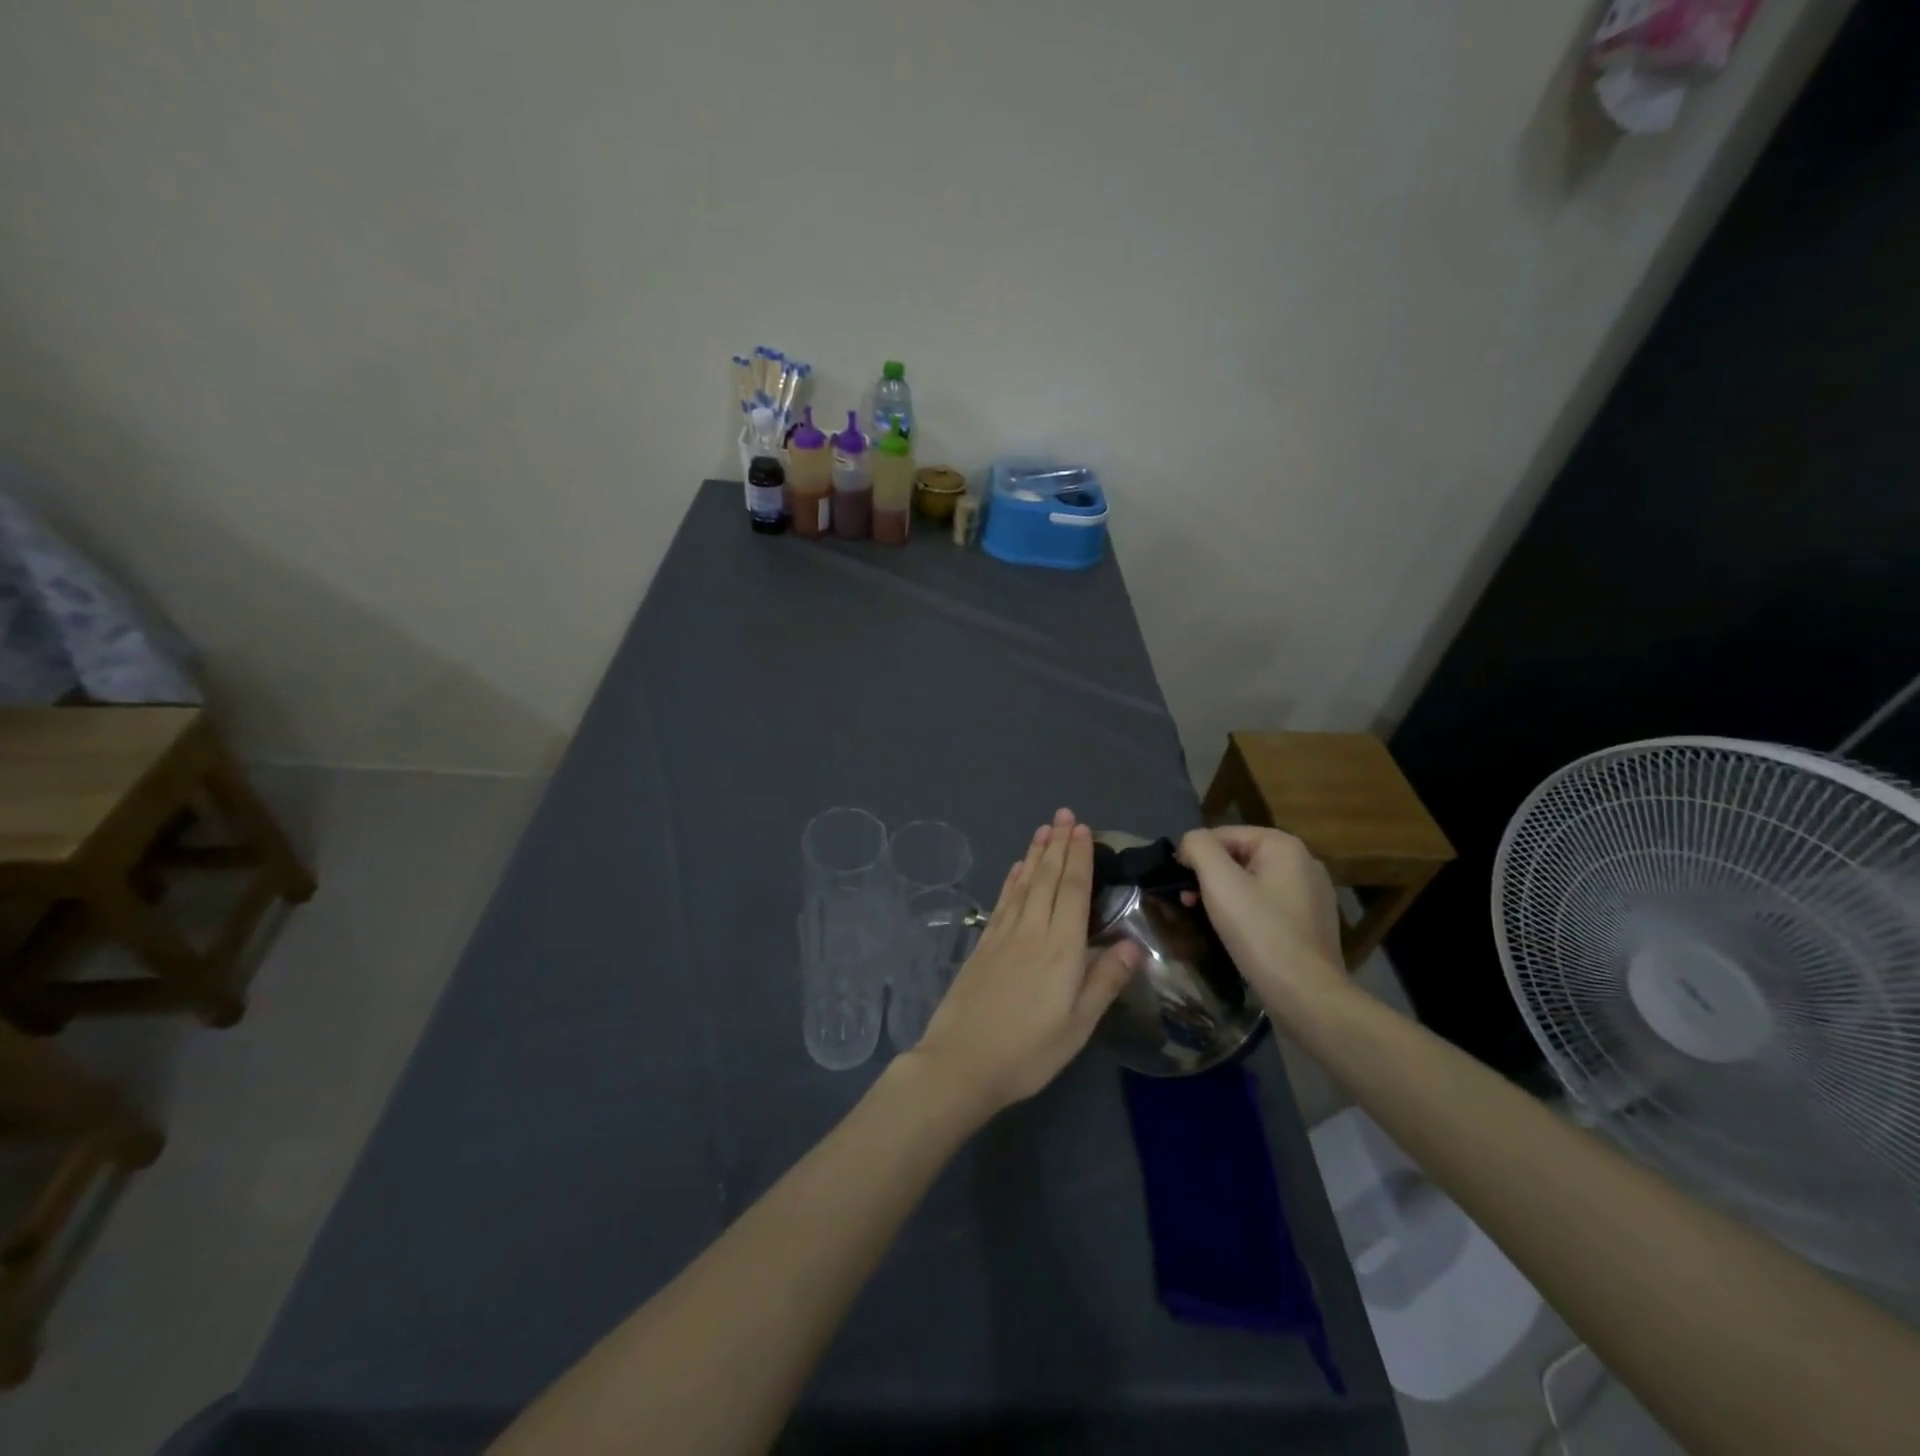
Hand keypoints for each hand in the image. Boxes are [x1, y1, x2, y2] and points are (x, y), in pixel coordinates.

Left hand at [911, 809, 1139, 1115]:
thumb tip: (1133, 944)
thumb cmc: (1029, 1051)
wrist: (961, 1063)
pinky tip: (1016, 869)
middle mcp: (1032, 931)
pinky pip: (1002, 902)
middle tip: (1064, 814)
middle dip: (1058, 845)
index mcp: (1061, 949)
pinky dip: (1011, 881)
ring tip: (1043, 830)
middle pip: (1048, 879)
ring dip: (1035, 855)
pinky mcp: (983, 945)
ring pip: (1024, 884)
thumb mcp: (1078, 1025)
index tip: (1083, 829)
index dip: (1080, 857)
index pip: (1074, 891)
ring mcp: (1003, 935)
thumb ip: (1105, 981)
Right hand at [1177, 826, 1350, 1027]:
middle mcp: (1304, 862)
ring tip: (1207, 919)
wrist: (1306, 994)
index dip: (1194, 855)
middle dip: (1208, 876)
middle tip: (1188, 903)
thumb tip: (1190, 843)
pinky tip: (1237, 934)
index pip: (1223, 834)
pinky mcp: (1311, 922)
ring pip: (1253, 882)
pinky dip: (1247, 912)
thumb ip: (1199, 848)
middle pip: (1239, 857)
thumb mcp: (1219, 882)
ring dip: (1224, 895)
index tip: (1178, 885)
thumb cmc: (1260, 932)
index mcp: (1284, 845)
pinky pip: (1268, 904)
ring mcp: (1312, 893)